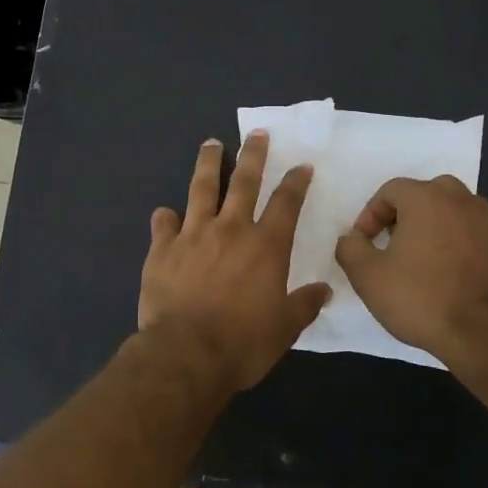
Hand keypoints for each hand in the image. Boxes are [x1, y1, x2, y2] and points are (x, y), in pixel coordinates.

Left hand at [139, 131, 332, 391]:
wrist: (186, 353)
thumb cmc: (242, 343)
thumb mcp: (284, 328)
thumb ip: (304, 304)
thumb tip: (324, 289)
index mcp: (265, 246)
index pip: (286, 203)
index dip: (296, 182)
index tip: (302, 165)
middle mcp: (230, 230)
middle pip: (244, 182)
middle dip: (253, 155)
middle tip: (257, 134)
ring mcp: (193, 235)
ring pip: (202, 189)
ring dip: (209, 164)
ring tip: (211, 145)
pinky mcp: (162, 249)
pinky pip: (163, 223)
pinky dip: (166, 217)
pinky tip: (165, 214)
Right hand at [333, 175, 487, 366]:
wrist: (484, 334)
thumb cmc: (420, 298)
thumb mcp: (367, 276)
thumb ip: (350, 248)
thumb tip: (352, 238)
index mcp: (427, 198)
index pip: (391, 190)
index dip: (371, 214)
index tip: (364, 243)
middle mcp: (461, 200)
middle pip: (426, 193)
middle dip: (405, 213)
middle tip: (392, 242)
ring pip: (453, 211)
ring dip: (433, 225)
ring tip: (420, 258)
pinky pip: (472, 233)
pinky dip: (457, 243)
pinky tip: (447, 273)